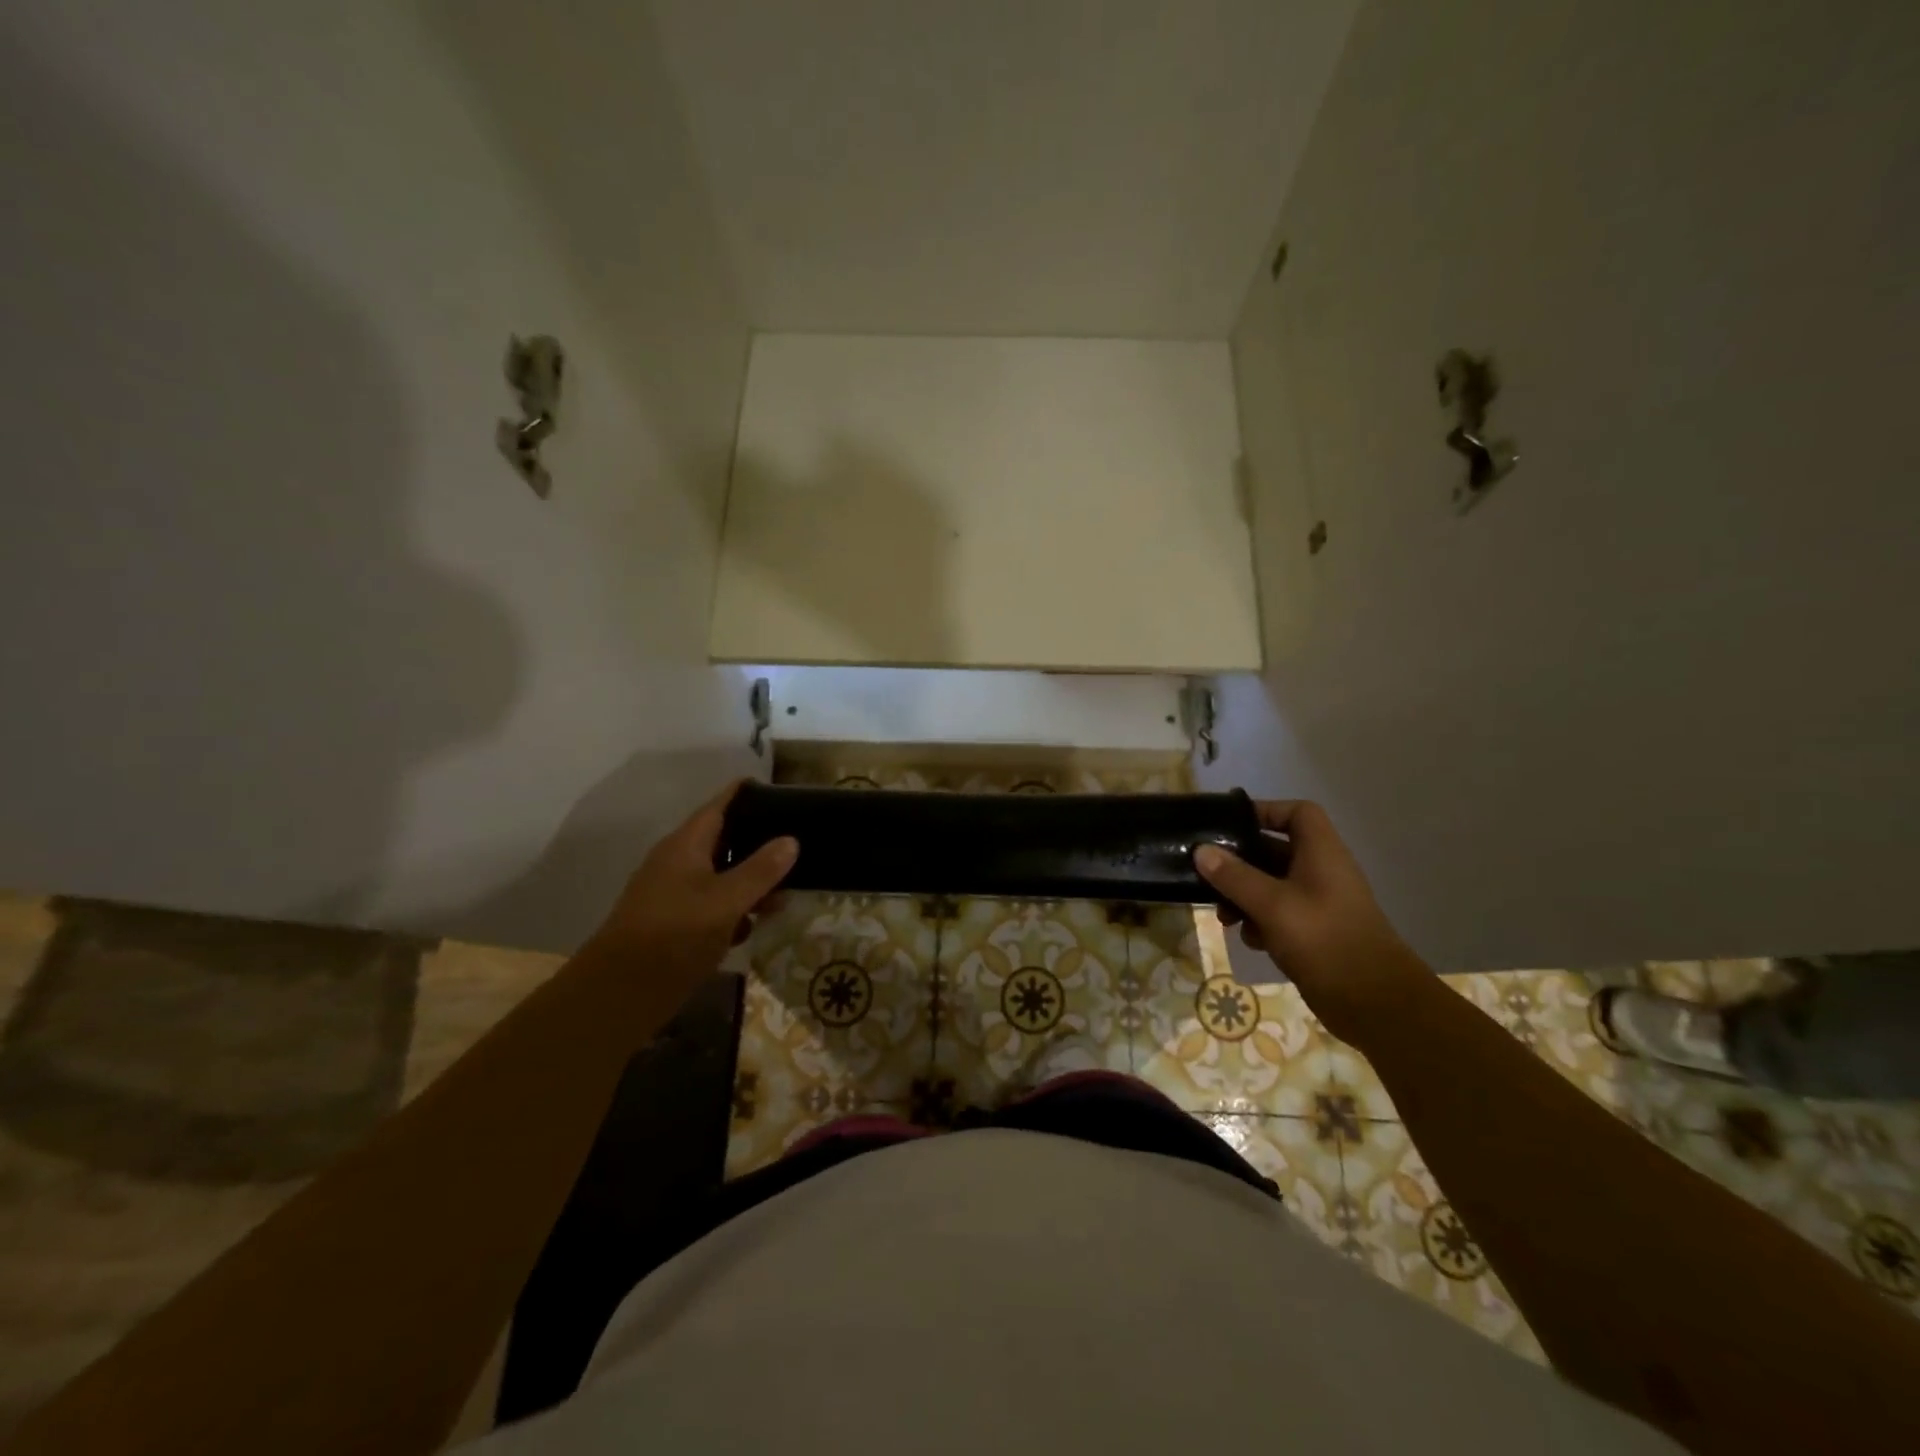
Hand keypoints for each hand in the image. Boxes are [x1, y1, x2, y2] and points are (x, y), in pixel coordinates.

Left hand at [586, 780, 797, 995]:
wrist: (620, 993)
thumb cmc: (675, 935)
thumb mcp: (726, 901)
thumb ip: (760, 870)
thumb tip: (791, 840)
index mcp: (686, 845)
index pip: (720, 805)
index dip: (748, 794)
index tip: (781, 791)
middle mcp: (678, 862)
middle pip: (724, 839)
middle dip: (759, 844)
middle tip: (797, 847)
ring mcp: (674, 893)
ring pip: (721, 875)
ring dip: (751, 882)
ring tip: (785, 895)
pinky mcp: (674, 923)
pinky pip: (711, 904)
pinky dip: (733, 910)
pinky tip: (753, 926)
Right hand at [1194, 800, 1423, 1040]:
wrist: (1374, 1003)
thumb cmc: (1324, 940)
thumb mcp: (1272, 904)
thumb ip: (1234, 876)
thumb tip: (1201, 850)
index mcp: (1321, 854)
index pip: (1297, 813)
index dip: (1265, 811)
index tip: (1230, 825)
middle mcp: (1321, 872)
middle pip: (1274, 851)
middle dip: (1240, 863)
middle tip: (1208, 875)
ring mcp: (1318, 904)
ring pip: (1271, 886)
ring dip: (1244, 896)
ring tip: (1224, 916)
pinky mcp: (1314, 933)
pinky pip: (1278, 915)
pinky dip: (1260, 923)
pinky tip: (1249, 940)